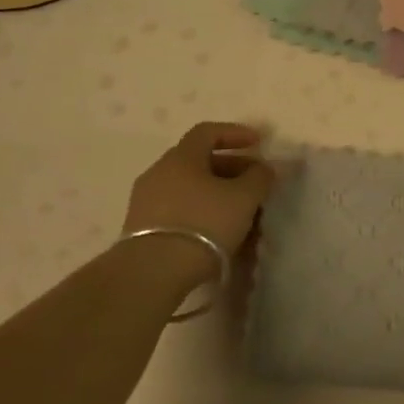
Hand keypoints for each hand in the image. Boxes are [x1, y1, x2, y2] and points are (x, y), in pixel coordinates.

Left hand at [124, 123, 276, 279]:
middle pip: (198, 160)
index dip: (235, 133)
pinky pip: (177, 209)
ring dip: (215, 192)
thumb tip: (262, 168)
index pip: (207, 131)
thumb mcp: (244, 198)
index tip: (258, 142)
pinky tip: (216, 231)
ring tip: (238, 211)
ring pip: (188, 187)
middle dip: (230, 167)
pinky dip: (200, 211)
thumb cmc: (204, 224)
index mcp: (181, 157)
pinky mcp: (141, 228)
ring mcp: (146, 201)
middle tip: (253, 182)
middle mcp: (159, 172)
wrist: (153, 272)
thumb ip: (258, 177)